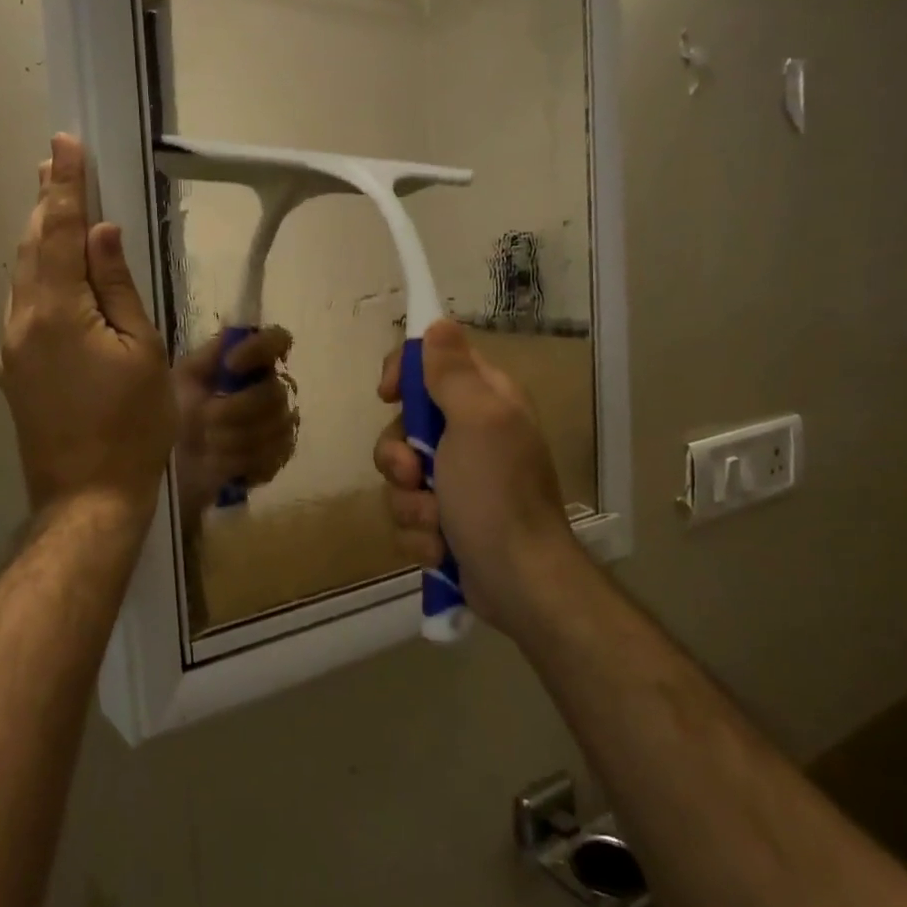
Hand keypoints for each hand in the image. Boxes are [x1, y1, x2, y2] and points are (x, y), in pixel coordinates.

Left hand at [0, 134, 175, 515]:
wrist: (88, 496)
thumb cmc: (132, 424)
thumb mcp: (142, 350)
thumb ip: (117, 287)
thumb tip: (101, 234)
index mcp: (57, 311)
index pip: (60, 231)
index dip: (65, 186)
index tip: (65, 144)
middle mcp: (22, 321)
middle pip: (32, 248)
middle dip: (46, 203)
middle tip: (54, 163)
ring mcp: (12, 348)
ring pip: (23, 277)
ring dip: (39, 238)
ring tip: (53, 204)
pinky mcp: (14, 370)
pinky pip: (23, 306)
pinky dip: (38, 275)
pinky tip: (51, 270)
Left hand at [172, 328, 296, 516]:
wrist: (173, 462)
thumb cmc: (178, 412)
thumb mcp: (185, 378)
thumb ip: (210, 355)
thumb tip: (234, 331)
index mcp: (251, 364)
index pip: (278, 340)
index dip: (259, 349)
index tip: (230, 364)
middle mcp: (272, 389)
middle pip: (273, 392)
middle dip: (234, 409)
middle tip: (205, 420)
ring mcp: (280, 425)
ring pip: (271, 427)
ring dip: (230, 438)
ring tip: (206, 443)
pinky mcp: (278, 457)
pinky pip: (269, 456)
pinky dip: (237, 460)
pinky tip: (219, 461)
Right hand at [374, 320, 573, 637]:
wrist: (519, 583)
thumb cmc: (497, 494)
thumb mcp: (477, 421)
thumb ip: (452, 372)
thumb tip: (438, 323)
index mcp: (485, 402)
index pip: (434, 363)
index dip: (404, 373)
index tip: (388, 395)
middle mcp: (471, 436)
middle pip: (404, 425)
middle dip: (398, 456)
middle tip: (414, 473)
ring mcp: (457, 482)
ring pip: (399, 475)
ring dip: (409, 503)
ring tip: (436, 523)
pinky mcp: (446, 522)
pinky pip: (408, 516)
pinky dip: (419, 535)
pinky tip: (441, 549)